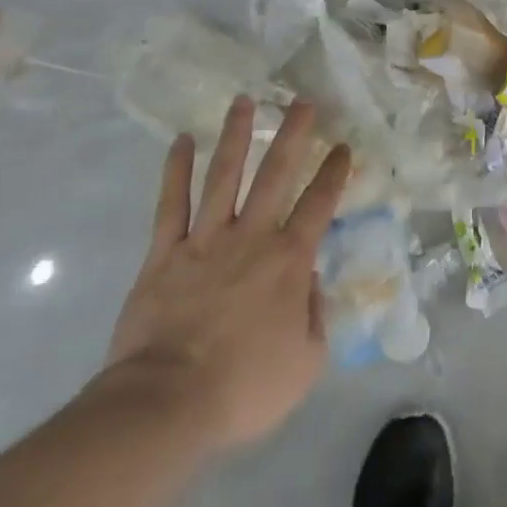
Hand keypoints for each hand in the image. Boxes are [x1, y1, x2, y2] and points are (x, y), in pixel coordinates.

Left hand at [100, 96, 349, 452]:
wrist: (166, 405)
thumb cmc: (243, 388)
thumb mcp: (305, 363)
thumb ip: (314, 317)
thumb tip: (309, 284)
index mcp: (290, 259)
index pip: (319, 203)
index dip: (334, 172)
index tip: (342, 146)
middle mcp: (252, 236)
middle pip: (276, 173)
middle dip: (293, 133)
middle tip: (302, 101)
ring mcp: (205, 240)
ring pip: (224, 176)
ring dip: (235, 136)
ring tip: (243, 101)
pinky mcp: (164, 254)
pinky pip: (171, 204)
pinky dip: (175, 170)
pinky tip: (182, 141)